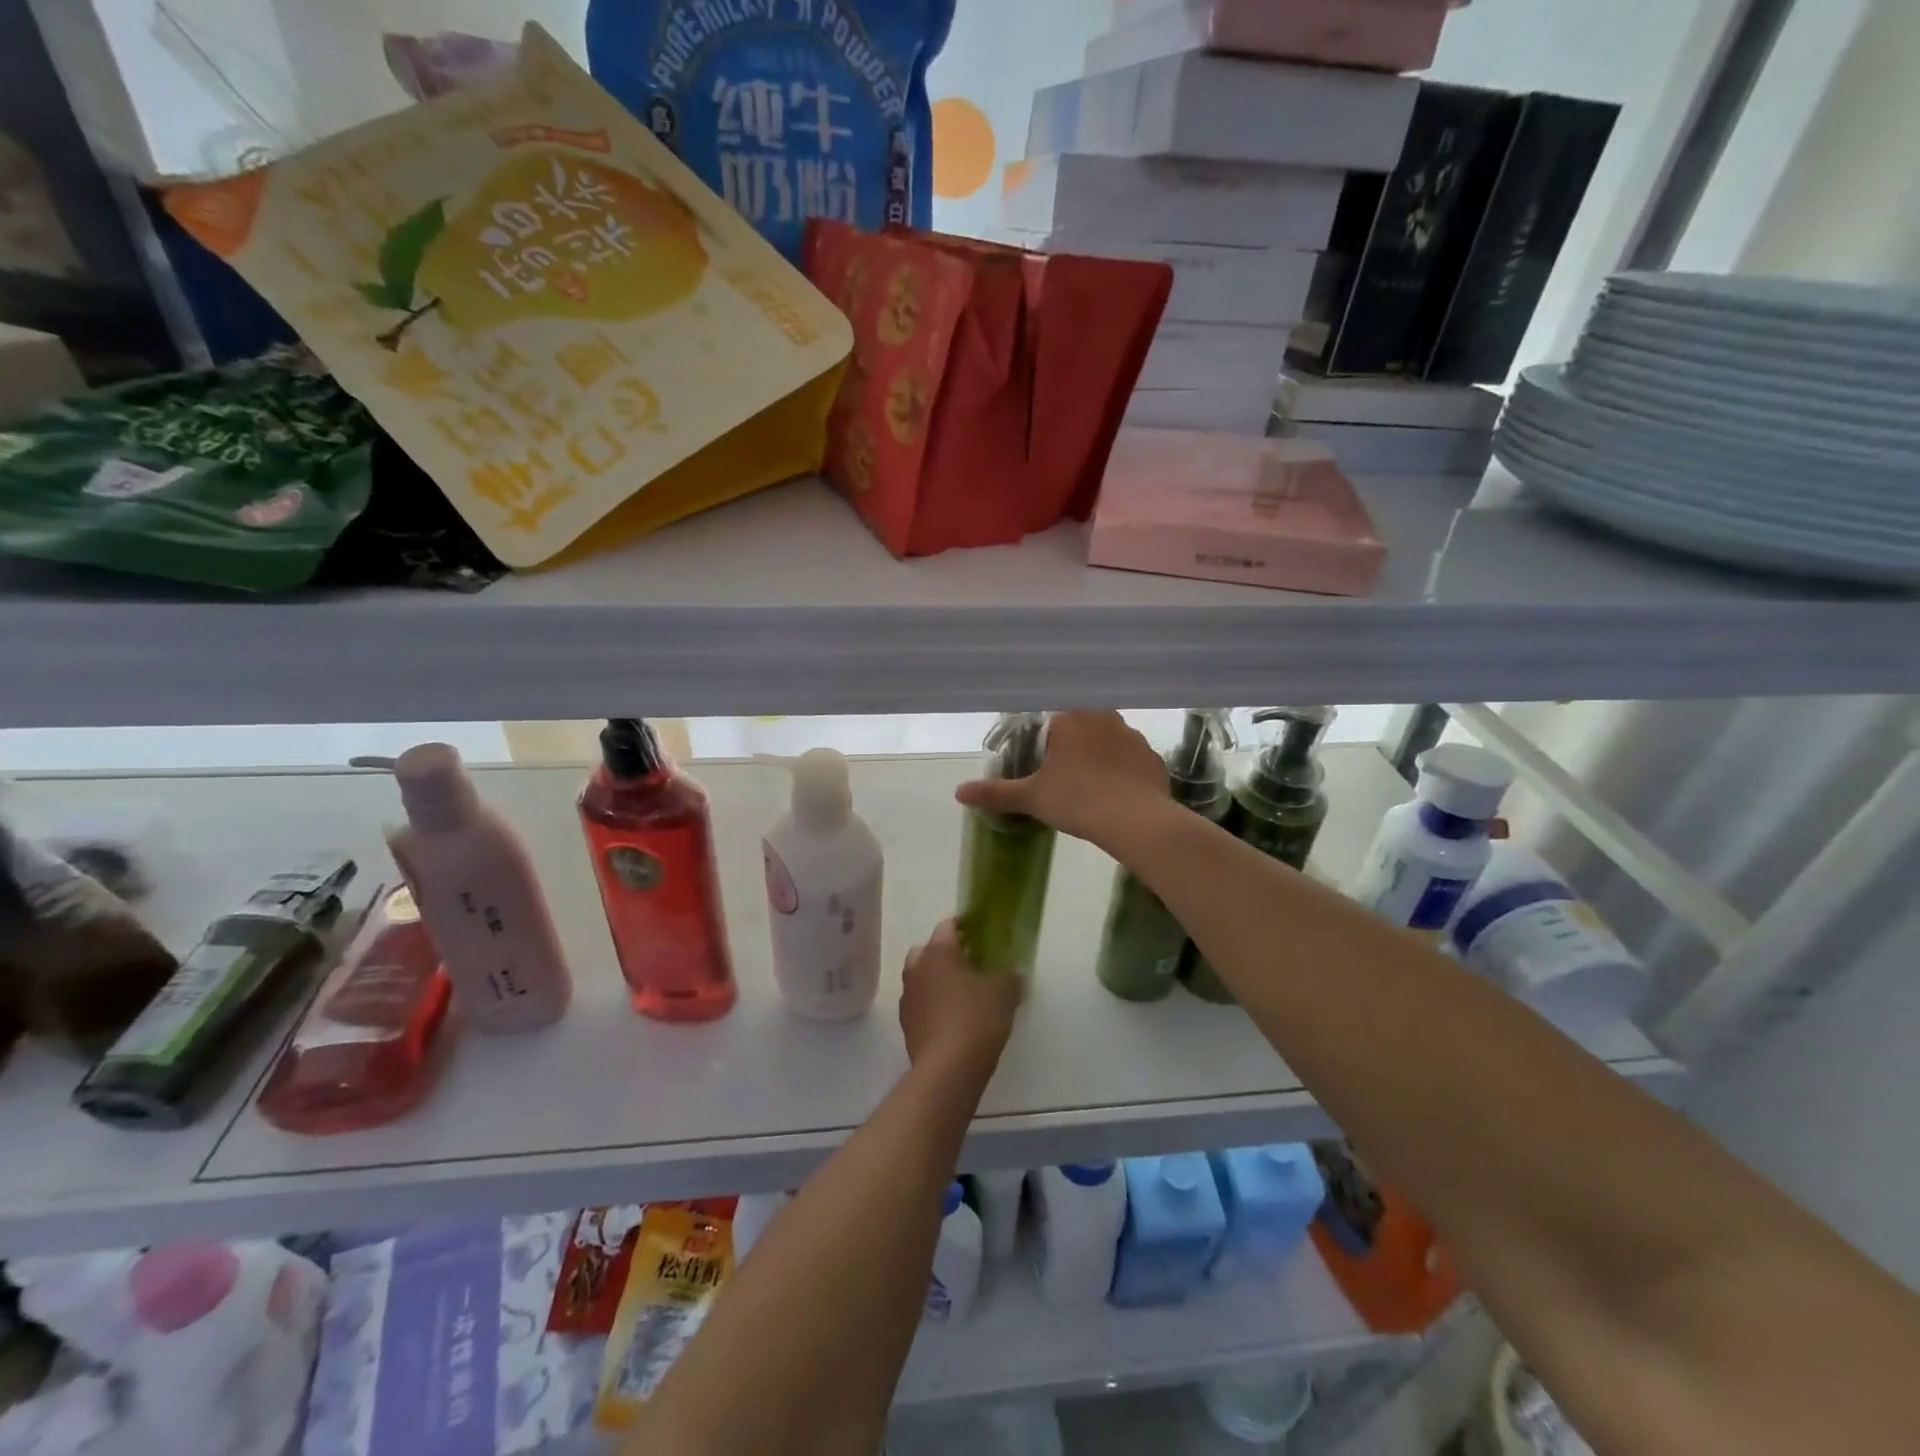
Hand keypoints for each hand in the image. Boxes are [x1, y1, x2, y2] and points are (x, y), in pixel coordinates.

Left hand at [899, 920, 1021, 1079]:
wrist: (947, 1070)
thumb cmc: (976, 1019)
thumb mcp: (1004, 993)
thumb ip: (1010, 977)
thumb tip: (1013, 974)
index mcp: (938, 951)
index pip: (948, 926)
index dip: (966, 929)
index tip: (983, 939)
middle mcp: (917, 968)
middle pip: (929, 950)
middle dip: (947, 955)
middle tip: (971, 966)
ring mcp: (908, 997)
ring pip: (922, 978)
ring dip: (937, 981)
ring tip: (963, 996)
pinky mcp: (906, 1025)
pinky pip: (921, 1004)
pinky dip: (933, 1006)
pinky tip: (953, 1021)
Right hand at [955, 710, 1168, 849]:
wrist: (1135, 820)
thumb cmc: (1076, 800)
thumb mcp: (1031, 798)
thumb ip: (995, 793)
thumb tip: (958, 792)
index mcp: (1070, 719)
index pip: (1052, 720)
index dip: (1046, 743)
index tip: (1045, 767)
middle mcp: (1103, 717)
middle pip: (1081, 726)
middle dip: (1073, 747)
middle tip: (1065, 780)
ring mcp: (1132, 735)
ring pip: (1109, 740)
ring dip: (1100, 756)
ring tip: (1093, 789)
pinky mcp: (1153, 757)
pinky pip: (1132, 759)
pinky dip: (1124, 772)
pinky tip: (1119, 795)